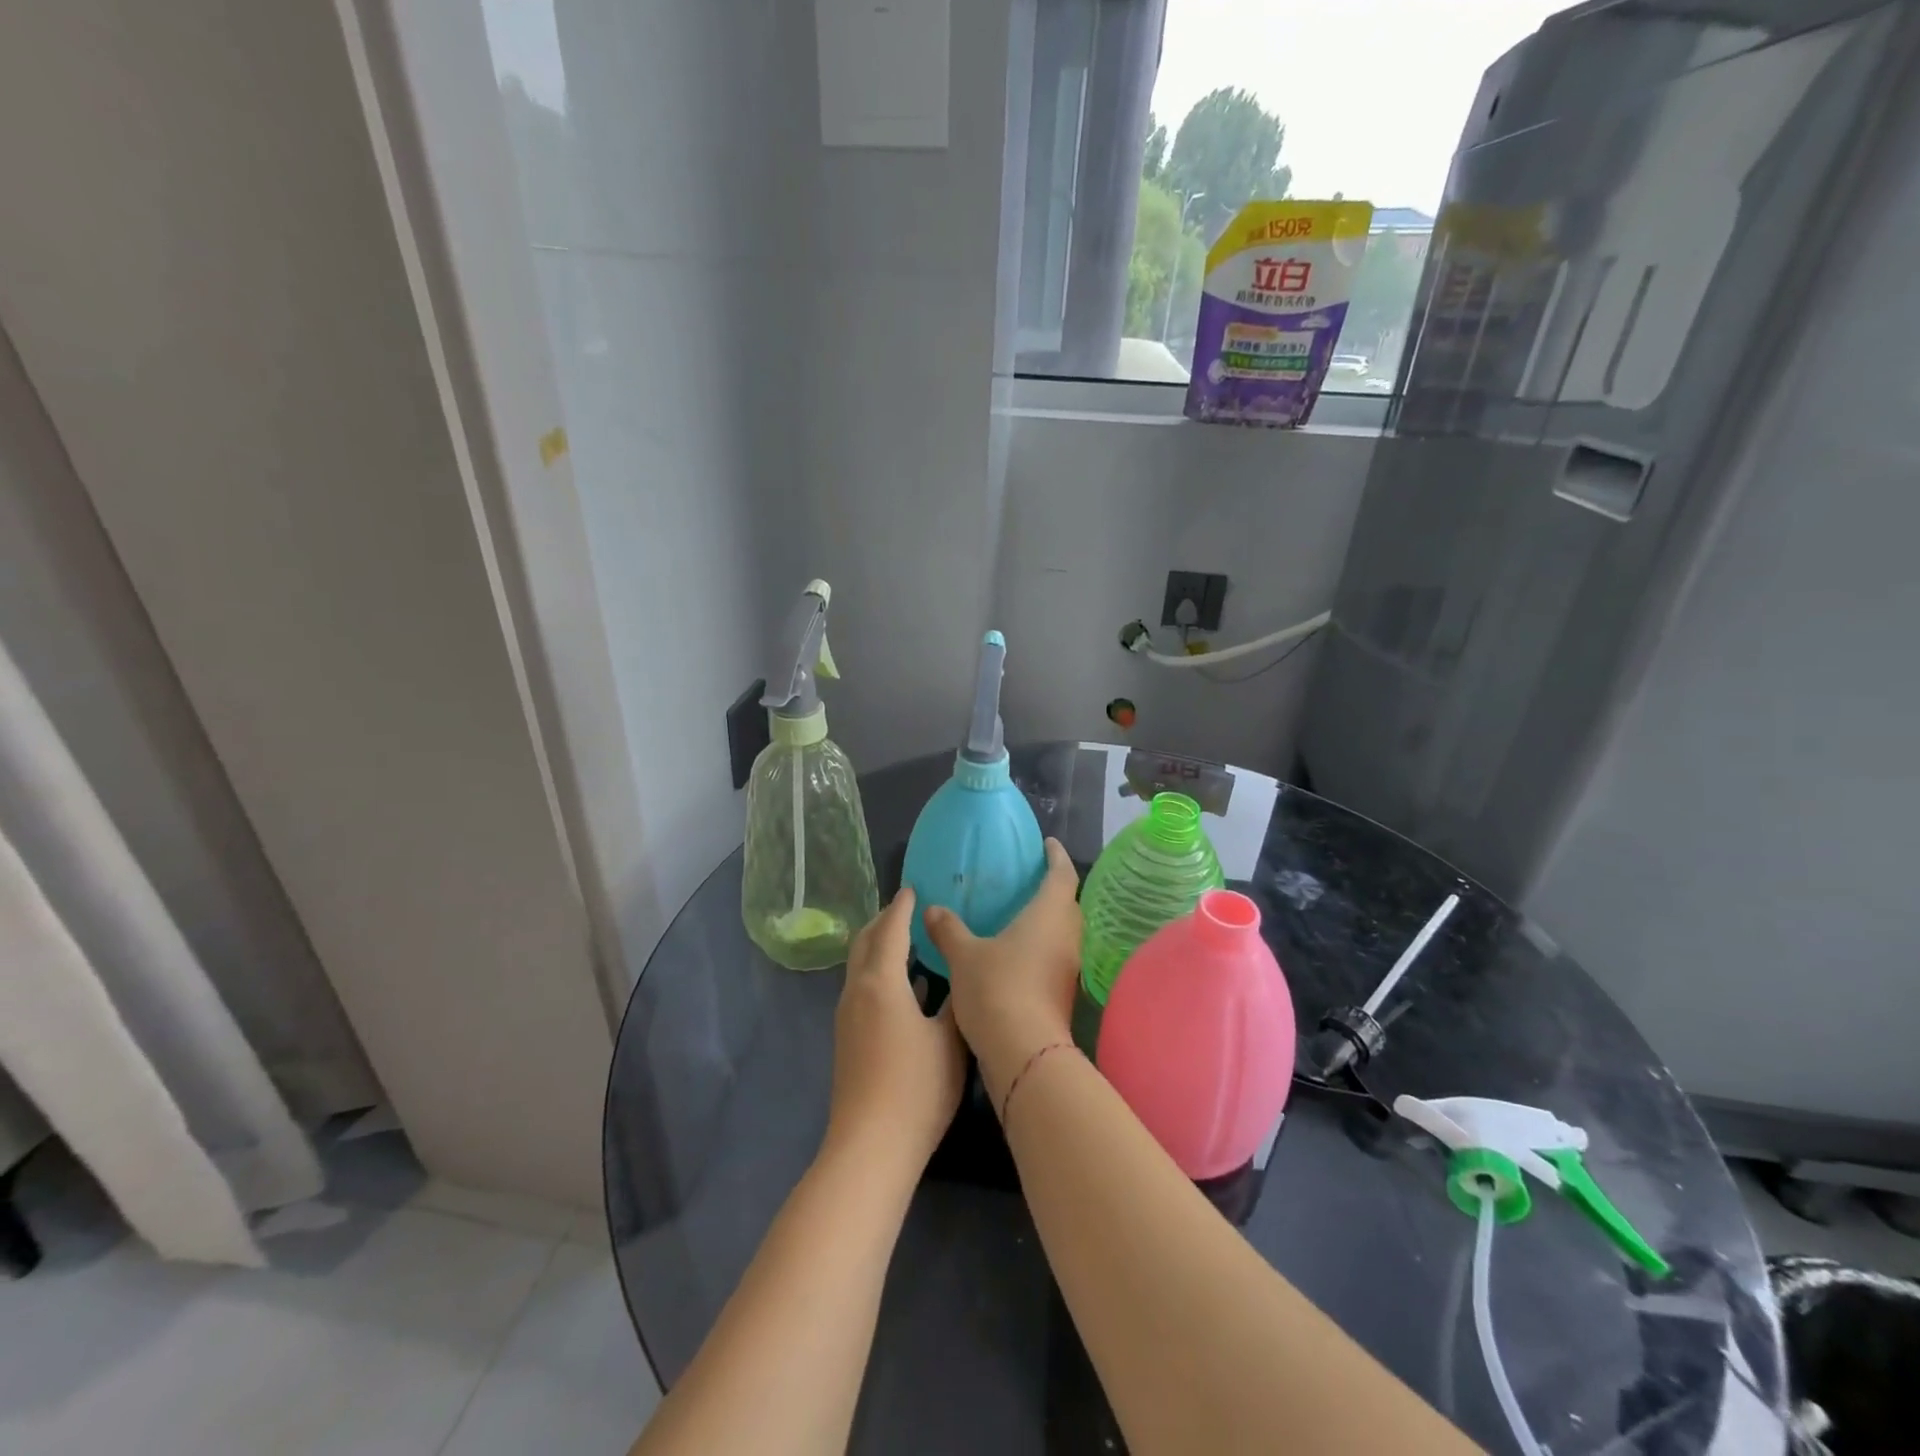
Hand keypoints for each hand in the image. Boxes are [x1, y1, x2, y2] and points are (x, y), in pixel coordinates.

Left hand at [827, 888, 966, 1175]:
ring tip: (910, 941)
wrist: (870, 1146)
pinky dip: (880, 971)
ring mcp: (848, 1015)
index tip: (915, 889)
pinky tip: (906, 987)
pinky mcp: (848, 1037)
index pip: (891, 929)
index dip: (903, 907)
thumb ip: (954, 1001)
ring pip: (861, 965)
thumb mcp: (950, 1039)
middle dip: (885, 920)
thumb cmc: (917, 1087)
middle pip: (866, 941)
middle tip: (910, 909)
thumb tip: (959, 975)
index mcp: (881, 981)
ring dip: (881, 946)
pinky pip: (862, 987)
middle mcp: (857, 990)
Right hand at [924, 838, 1082, 1098]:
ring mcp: (1067, 968)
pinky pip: (1054, 956)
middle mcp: (1066, 936)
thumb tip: (933, 909)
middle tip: (1027, 879)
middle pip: (1067, 903)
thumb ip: (949, 929)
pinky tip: (1014, 954)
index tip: (1047, 844)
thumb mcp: (965, 955)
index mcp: (1049, 915)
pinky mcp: (1062, 993)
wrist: (1024, 1054)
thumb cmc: (998, 989)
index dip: (1057, 856)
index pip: (1063, 874)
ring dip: (1047, 920)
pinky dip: (1040, 947)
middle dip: (1052, 888)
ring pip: (1062, 932)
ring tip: (1018, 914)